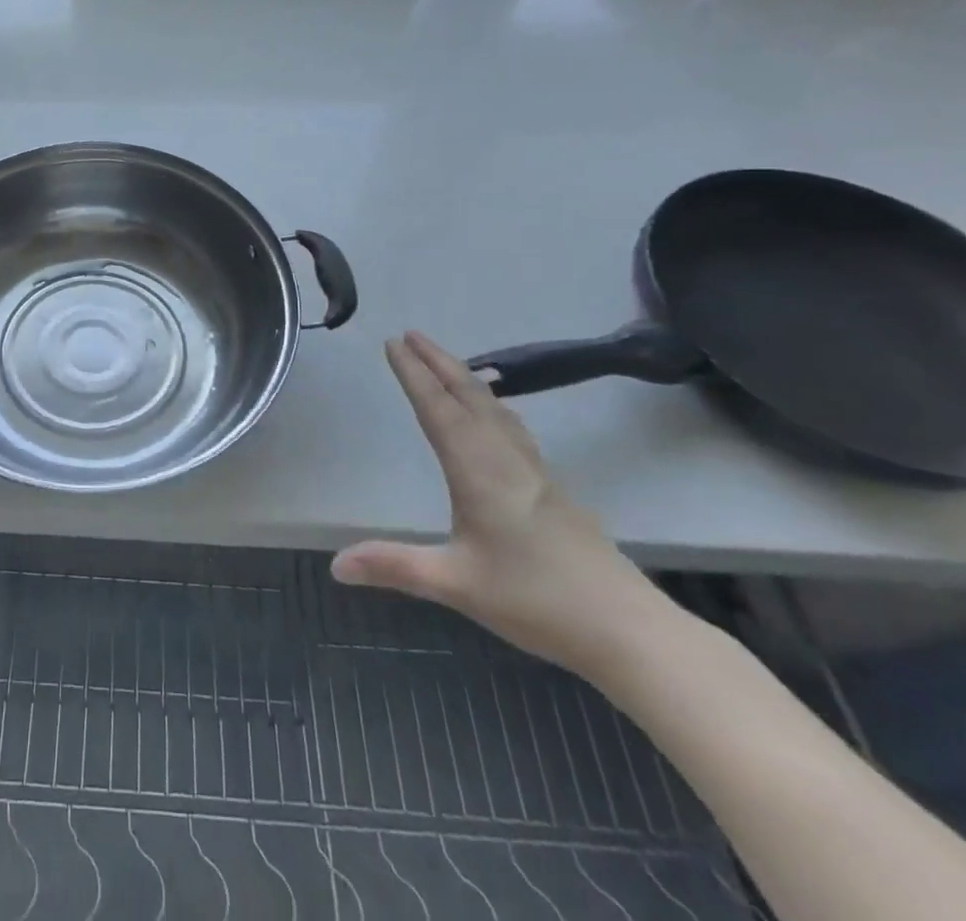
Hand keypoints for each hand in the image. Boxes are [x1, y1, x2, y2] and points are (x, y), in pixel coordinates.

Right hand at [332, 331, 670, 678]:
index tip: (393, 343)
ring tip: (445, 361)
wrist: (630, 630)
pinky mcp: (553, 488)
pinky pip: (513, 427)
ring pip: (496, 409)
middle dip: (438, 362)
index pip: (439, 411)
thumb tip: (335, 564)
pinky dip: (492, 404)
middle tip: (411, 334)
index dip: (414, 375)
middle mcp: (507, 460)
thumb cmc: (537, 601)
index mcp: (479, 472)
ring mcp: (536, 472)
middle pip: (470, 397)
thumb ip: (394, 566)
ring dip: (465, 379)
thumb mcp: (456, 584)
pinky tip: (497, 413)